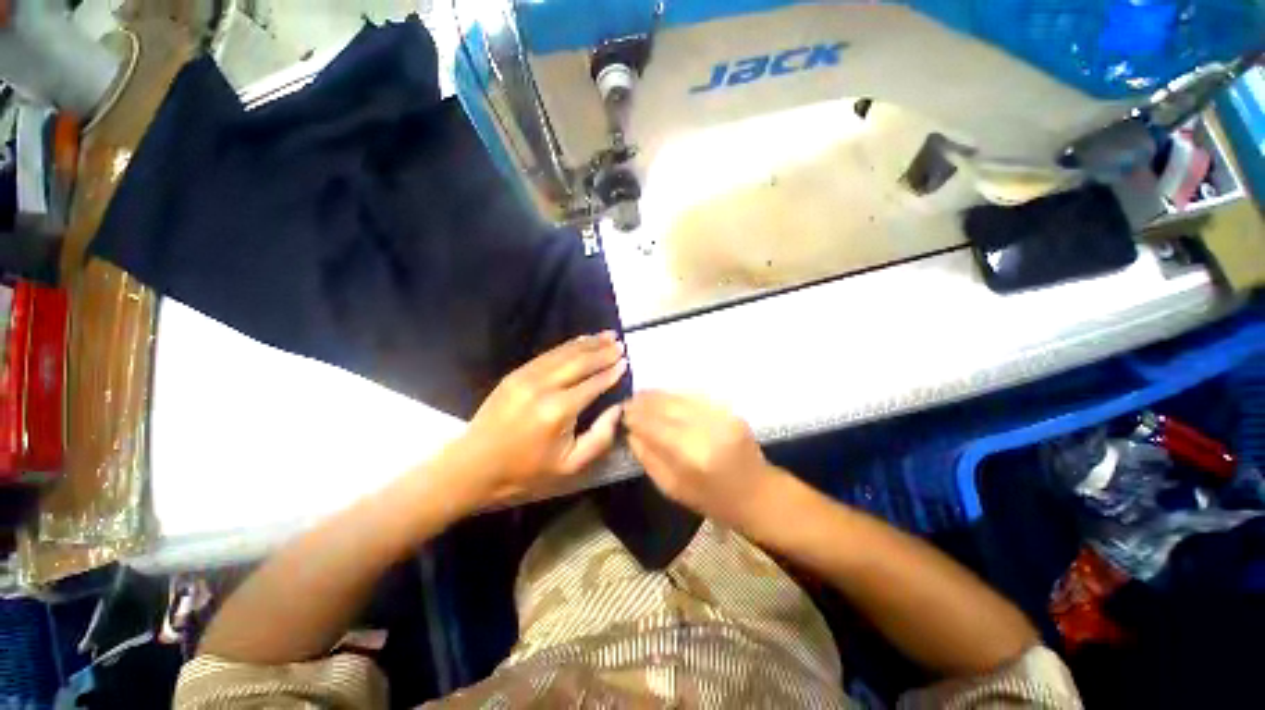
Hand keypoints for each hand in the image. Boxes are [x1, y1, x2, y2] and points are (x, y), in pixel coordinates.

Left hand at [443, 332, 627, 509]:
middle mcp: (544, 387)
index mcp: (558, 410)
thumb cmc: (526, 471)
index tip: (626, 362)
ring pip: (564, 353)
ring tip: (607, 335)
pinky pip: (547, 354)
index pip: (593, 384)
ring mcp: (526, 376)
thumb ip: (600, 437)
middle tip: (620, 343)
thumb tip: (618, 408)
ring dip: (588, 343)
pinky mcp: (515, 374)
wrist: (473, 466)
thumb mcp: (570, 466)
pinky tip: (580, 341)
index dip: (611, 372)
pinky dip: (567, 346)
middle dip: (603, 351)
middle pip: (580, 362)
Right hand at [624, 391, 781, 529]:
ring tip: (641, 395)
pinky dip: (676, 395)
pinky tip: (664, 396)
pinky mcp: (730, 411)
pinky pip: (696, 396)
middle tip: (628, 401)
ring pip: (681, 398)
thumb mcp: (673, 489)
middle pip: (668, 407)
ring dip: (658, 395)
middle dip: (644, 402)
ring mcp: (721, 417)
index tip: (621, 412)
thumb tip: (631, 433)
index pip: (655, 426)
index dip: (636, 417)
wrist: (757, 493)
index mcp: (692, 456)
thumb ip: (649, 458)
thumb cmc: (713, 500)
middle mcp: (707, 430)